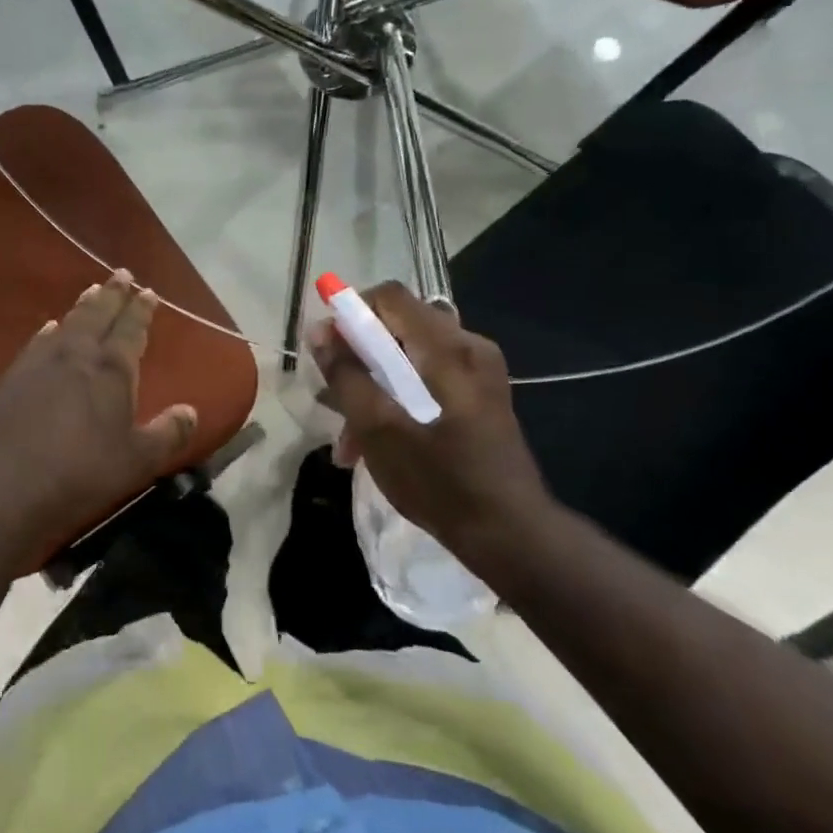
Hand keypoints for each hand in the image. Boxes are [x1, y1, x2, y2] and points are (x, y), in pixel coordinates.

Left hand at [0, 271, 197, 575]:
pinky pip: (38, 340)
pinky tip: (50, 327)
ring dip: (84, 304)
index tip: (149, 292)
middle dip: (114, 293)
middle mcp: (78, 354)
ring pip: (69, 322)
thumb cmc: (81, 472)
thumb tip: (191, 411)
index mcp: (112, 370)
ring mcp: (42, 361)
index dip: (142, 310)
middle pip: (99, 314)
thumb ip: (168, 433)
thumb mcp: (137, 461)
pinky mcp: (14, 376)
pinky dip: (50, 329)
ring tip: (94, 289)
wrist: (5, 484)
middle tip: (123, 274)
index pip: (131, 329)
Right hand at [310, 282, 549, 559]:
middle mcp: (468, 347)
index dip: (350, 313)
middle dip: (358, 359)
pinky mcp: (480, 397)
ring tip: (348, 438)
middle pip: (397, 327)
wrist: (512, 536)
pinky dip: (398, 400)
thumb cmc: (441, 481)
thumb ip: (346, 376)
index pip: (389, 296)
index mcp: (448, 347)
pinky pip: (427, 379)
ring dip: (373, 387)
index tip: (328, 351)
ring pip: (409, 358)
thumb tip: (320, 332)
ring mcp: (478, 372)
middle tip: (333, 399)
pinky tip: (376, 442)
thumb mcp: (379, 429)